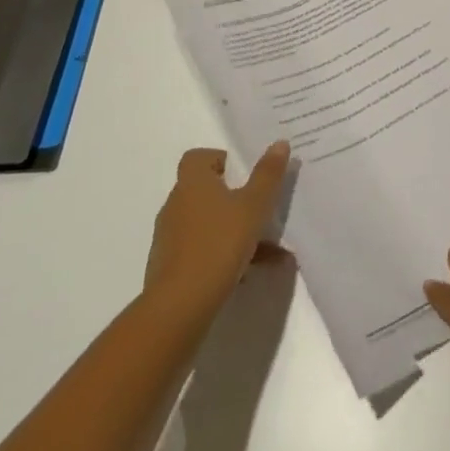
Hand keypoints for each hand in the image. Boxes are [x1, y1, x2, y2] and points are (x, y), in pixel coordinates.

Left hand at [142, 143, 290, 331]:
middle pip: (204, 191)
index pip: (197, 158)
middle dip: (234, 199)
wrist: (179, 308)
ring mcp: (170, 238)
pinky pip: (201, 251)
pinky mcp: (169, 268)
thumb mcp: (253, 206)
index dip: (219, 159)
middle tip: (260, 209)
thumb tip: (279, 143)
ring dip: (234, 231)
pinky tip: (249, 274)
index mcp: (192, 183)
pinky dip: (224, 257)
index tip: (242, 173)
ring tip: (268, 250)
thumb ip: (268, 175)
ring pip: (207, 224)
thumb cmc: (218, 244)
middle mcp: (176, 205)